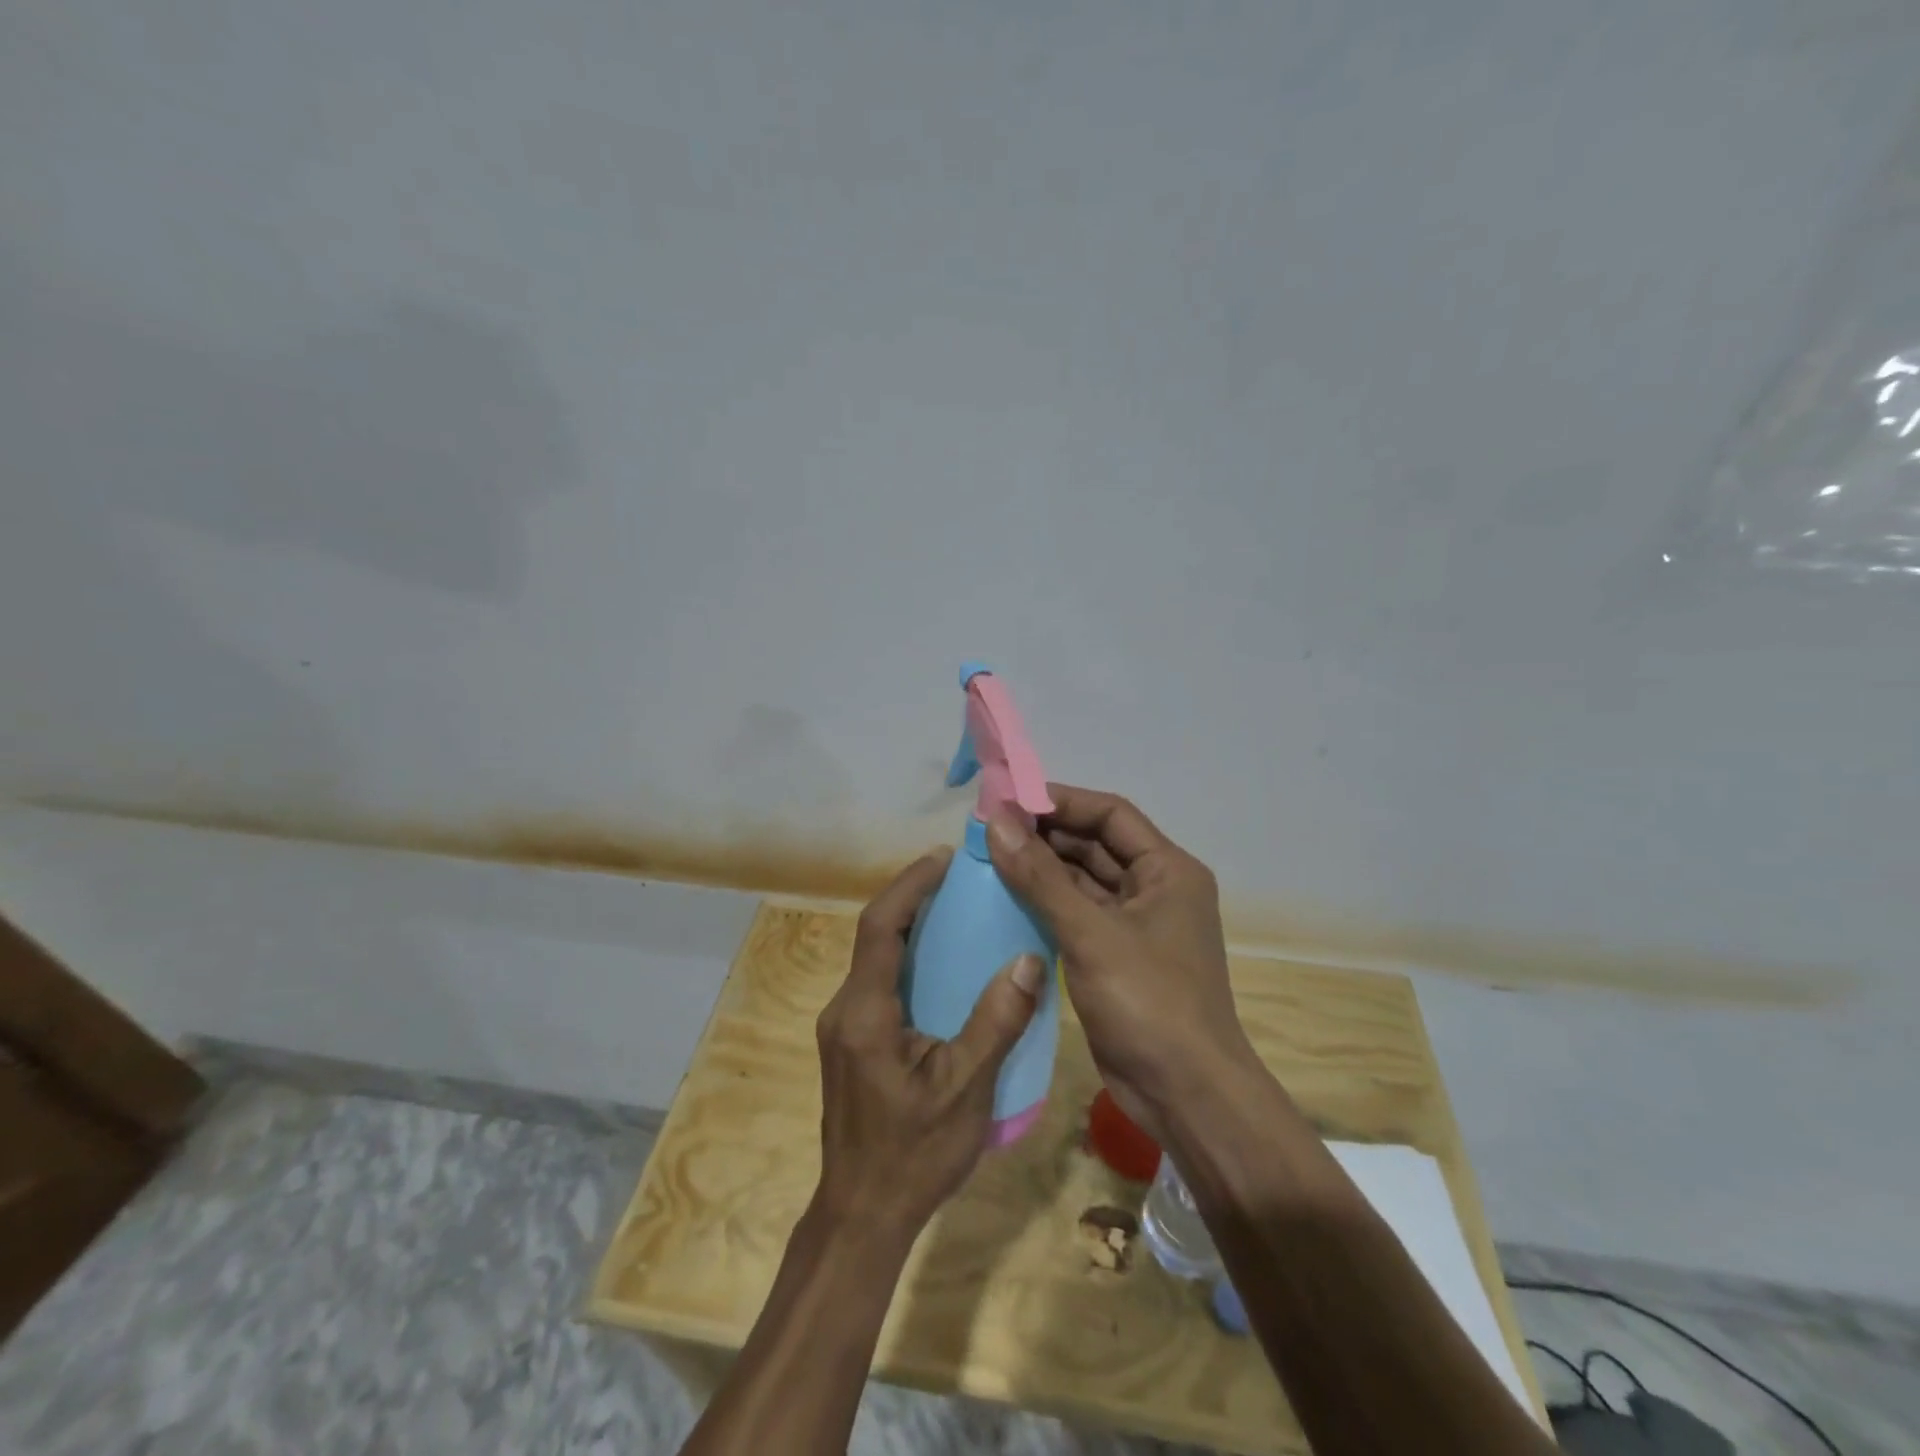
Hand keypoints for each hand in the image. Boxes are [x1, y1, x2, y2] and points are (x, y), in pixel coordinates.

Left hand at [813, 846, 1043, 1240]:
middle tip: (960, 879)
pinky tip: (944, 969)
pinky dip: (908, 961)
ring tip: (957, 912)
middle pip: (874, 936)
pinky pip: (879, 984)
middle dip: (912, 899)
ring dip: (910, 929)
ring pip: (875, 960)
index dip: (909, 885)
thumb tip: (1028, 959)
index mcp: (865, 1012)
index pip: (879, 927)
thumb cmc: (913, 1155)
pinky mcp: (852, 1043)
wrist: (861, 1216)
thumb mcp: (965, 1090)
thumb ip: (996, 1022)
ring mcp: (843, 1027)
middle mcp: (845, 1009)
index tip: (943, 858)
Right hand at [986, 785, 1255, 1146]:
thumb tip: (995, 821)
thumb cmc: (1149, 1002)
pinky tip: (1005, 898)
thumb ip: (1040, 876)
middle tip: (989, 829)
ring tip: (989, 856)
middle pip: (1095, 845)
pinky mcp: (1115, 957)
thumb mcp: (1091, 933)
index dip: (1060, 801)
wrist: (1185, 1095)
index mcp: (1168, 870)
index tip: (1008, 799)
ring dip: (1041, 869)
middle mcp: (1155, 889)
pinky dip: (1045, 904)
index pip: (1110, 814)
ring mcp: (1135, 925)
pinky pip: (1076, 915)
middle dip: (1044, 835)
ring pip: (1082, 881)